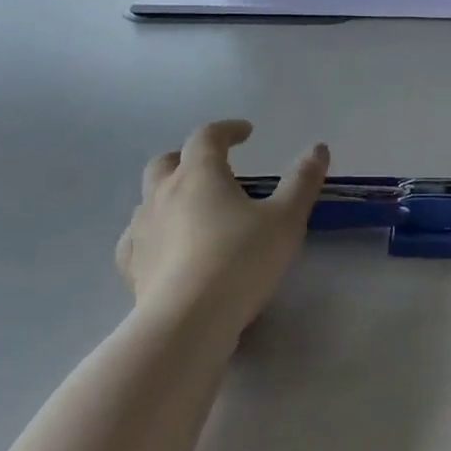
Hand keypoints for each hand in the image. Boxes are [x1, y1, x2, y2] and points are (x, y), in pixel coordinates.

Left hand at [116, 120, 328, 337]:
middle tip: (212, 167)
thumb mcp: (286, 219)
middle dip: (188, 157)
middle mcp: (163, 193)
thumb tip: (318, 148)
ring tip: (192, 209)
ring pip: (148, 198)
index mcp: (200, 174)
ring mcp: (142, 228)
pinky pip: (137, 237)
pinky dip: (151, 233)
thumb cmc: (241, 260)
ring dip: (168, 194)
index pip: (208, 136)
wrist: (188, 320)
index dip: (227, 130)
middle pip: (167, 162)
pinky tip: (163, 246)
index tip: (246, 133)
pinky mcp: (132, 264)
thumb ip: (302, 181)